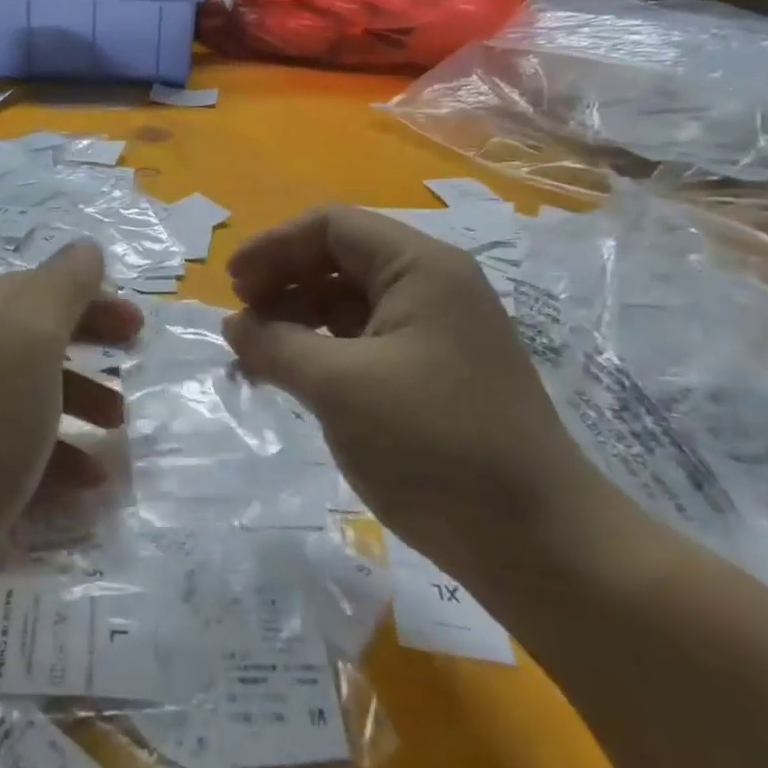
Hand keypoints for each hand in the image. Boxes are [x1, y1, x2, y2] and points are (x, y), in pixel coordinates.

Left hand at [0, 241, 142, 563]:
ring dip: (82, 404)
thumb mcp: (32, 334)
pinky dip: (59, 454)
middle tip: (133, 371)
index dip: (94, 300)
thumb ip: (64, 284)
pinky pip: (20, 442)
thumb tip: (86, 248)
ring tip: (117, 434)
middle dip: (90, 349)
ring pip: (33, 391)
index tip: (138, 329)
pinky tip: (87, 482)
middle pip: (39, 336)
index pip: (44, 287)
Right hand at [224, 205, 600, 579]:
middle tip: (239, 320)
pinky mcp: (434, 375)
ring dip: (297, 319)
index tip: (230, 283)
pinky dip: (322, 352)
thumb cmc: (434, 443)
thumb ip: (277, 344)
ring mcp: (436, 333)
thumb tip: (233, 326)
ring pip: (349, 304)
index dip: (274, 246)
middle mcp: (432, 287)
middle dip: (282, 282)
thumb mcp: (339, 386)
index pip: (332, 226)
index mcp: (421, 268)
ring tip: (254, 354)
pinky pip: (364, 343)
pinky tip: (292, 378)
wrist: (537, 541)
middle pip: (340, 260)